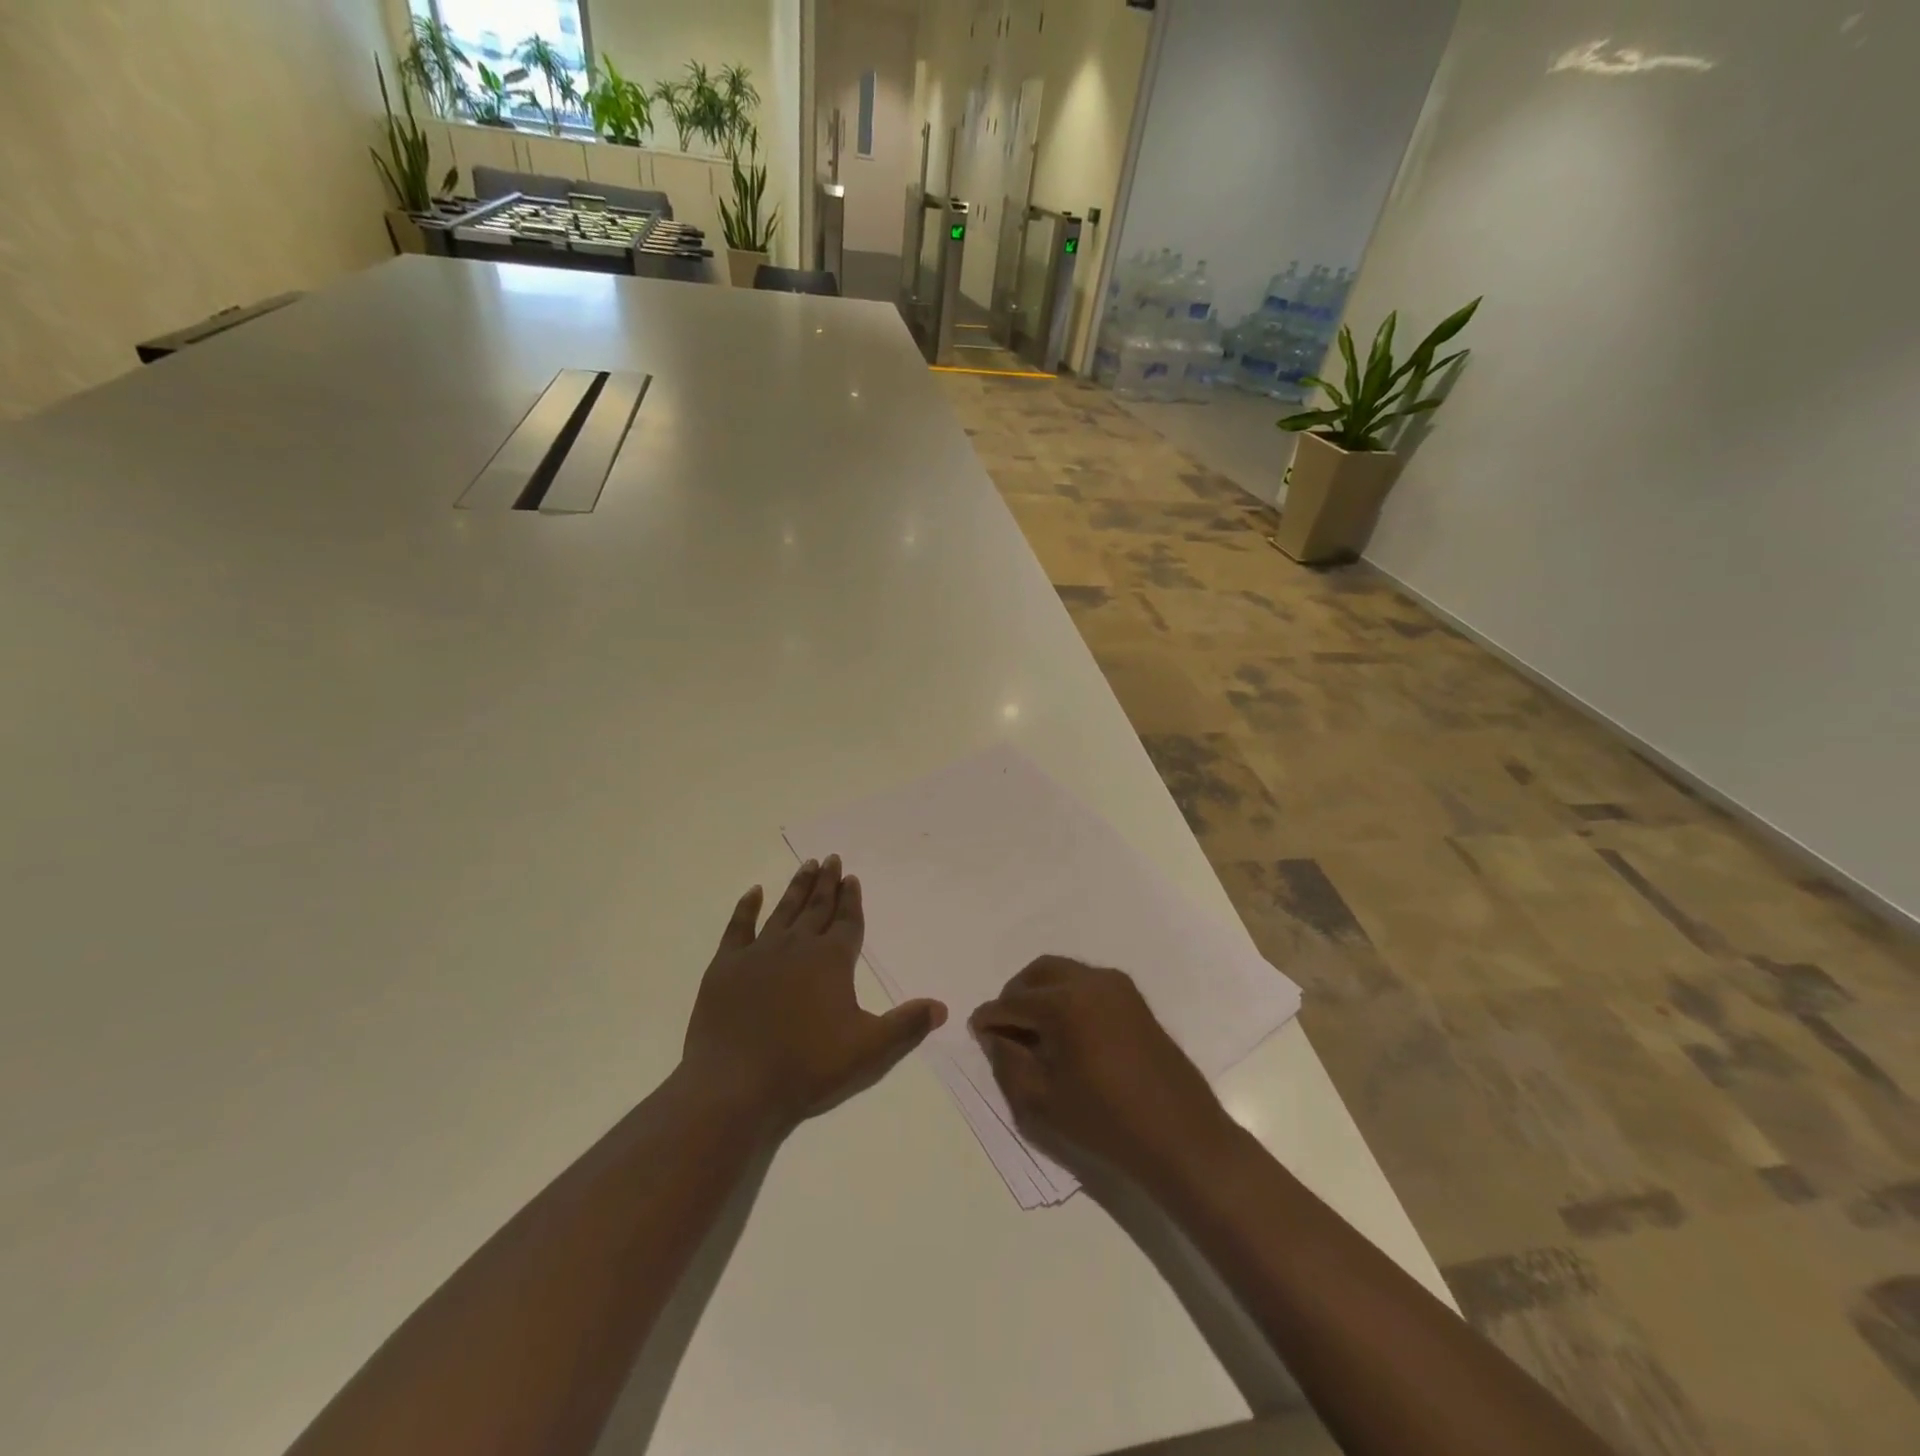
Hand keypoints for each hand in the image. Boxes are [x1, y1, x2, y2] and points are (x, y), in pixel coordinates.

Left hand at [682, 855, 946, 1130]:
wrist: (736, 1086)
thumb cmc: (808, 1068)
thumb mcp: (870, 1051)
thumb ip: (907, 1025)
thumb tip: (941, 1007)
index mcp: (832, 960)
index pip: (847, 921)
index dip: (851, 899)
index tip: (852, 877)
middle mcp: (797, 946)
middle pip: (817, 907)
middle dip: (827, 883)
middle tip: (831, 859)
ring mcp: (759, 953)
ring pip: (783, 911)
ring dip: (797, 888)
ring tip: (807, 865)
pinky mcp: (726, 967)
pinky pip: (738, 927)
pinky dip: (746, 908)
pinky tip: (753, 892)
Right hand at [970, 957, 1235, 1176]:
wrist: (1181, 1136)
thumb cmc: (1105, 1122)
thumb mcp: (1042, 1100)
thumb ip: (1008, 1061)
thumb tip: (993, 1035)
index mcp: (1064, 1003)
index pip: (1013, 1002)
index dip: (990, 1019)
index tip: (976, 1031)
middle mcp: (1090, 981)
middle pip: (1038, 973)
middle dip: (1016, 996)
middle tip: (1005, 1028)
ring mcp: (1117, 986)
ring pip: (1064, 973)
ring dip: (1042, 993)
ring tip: (1034, 1031)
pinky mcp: (1134, 998)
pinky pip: (1088, 983)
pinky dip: (1068, 996)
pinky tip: (1066, 1032)